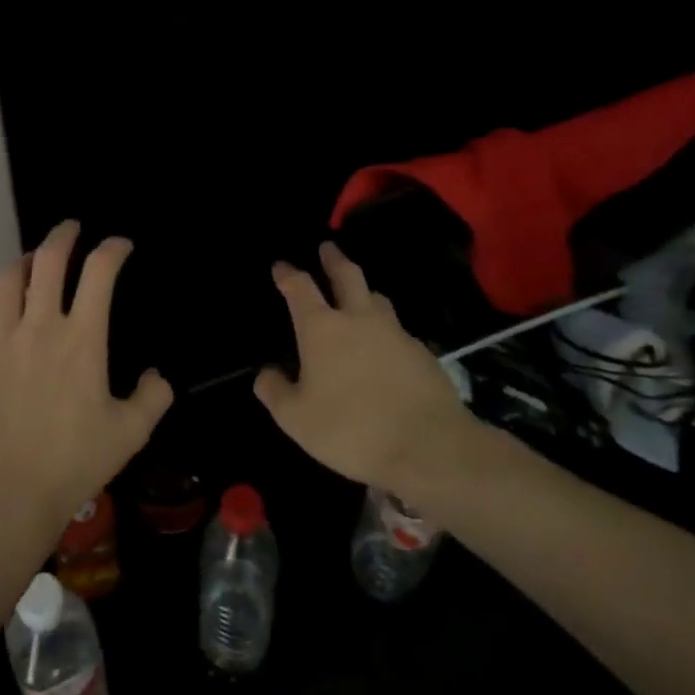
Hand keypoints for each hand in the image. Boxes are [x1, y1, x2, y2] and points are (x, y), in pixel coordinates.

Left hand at [0, 220, 173, 533]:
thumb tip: (155, 375)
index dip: (113, 249)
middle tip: (70, 229)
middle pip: (48, 261)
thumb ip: (153, 397)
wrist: (7, 494)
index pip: (100, 273)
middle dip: (63, 236)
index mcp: (82, 338)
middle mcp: (39, 326)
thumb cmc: (74, 462)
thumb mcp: (130, 433)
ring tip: (31, 263)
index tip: (120, 246)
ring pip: (6, 281)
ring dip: (22, 264)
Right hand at [254, 241, 480, 498]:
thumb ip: (275, 392)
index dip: (288, 274)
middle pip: (347, 275)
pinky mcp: (422, 352)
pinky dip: (385, 327)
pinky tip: (385, 344)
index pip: (300, 288)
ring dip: (363, 289)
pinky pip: (398, 328)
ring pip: (376, 297)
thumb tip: (266, 373)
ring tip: (357, 293)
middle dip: (333, 259)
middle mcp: (358, 319)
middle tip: (327, 247)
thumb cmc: (352, 430)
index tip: (281, 265)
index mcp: (322, 329)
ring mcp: (395, 332)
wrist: (429, 446)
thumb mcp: (296, 419)